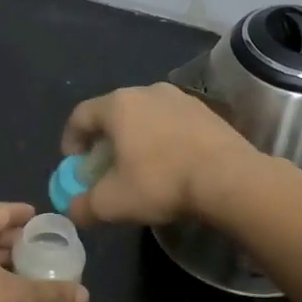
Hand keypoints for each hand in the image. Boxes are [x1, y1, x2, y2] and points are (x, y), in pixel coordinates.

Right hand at [61, 83, 258, 226]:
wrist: (230, 179)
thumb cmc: (161, 183)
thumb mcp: (112, 203)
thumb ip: (83, 206)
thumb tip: (72, 210)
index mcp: (118, 105)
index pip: (80, 116)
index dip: (70, 141)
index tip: (74, 165)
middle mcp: (147, 91)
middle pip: (113, 114)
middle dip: (104, 142)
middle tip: (105, 169)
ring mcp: (180, 98)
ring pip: (144, 117)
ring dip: (135, 139)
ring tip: (140, 168)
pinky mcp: (206, 111)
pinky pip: (172, 123)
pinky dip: (162, 140)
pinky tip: (171, 165)